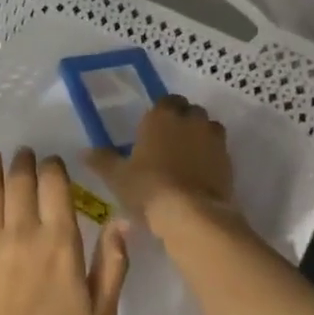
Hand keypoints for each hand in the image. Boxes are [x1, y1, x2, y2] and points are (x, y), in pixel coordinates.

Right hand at [86, 95, 235, 230]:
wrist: (191, 214)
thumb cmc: (148, 187)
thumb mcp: (117, 176)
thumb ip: (102, 160)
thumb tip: (84, 152)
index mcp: (162, 115)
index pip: (165, 100)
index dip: (160, 113)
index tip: (151, 129)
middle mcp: (190, 120)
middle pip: (190, 111)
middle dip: (182, 121)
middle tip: (167, 143)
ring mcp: (214, 140)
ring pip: (208, 129)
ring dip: (199, 137)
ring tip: (185, 158)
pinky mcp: (229, 161)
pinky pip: (218, 151)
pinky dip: (210, 158)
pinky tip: (198, 175)